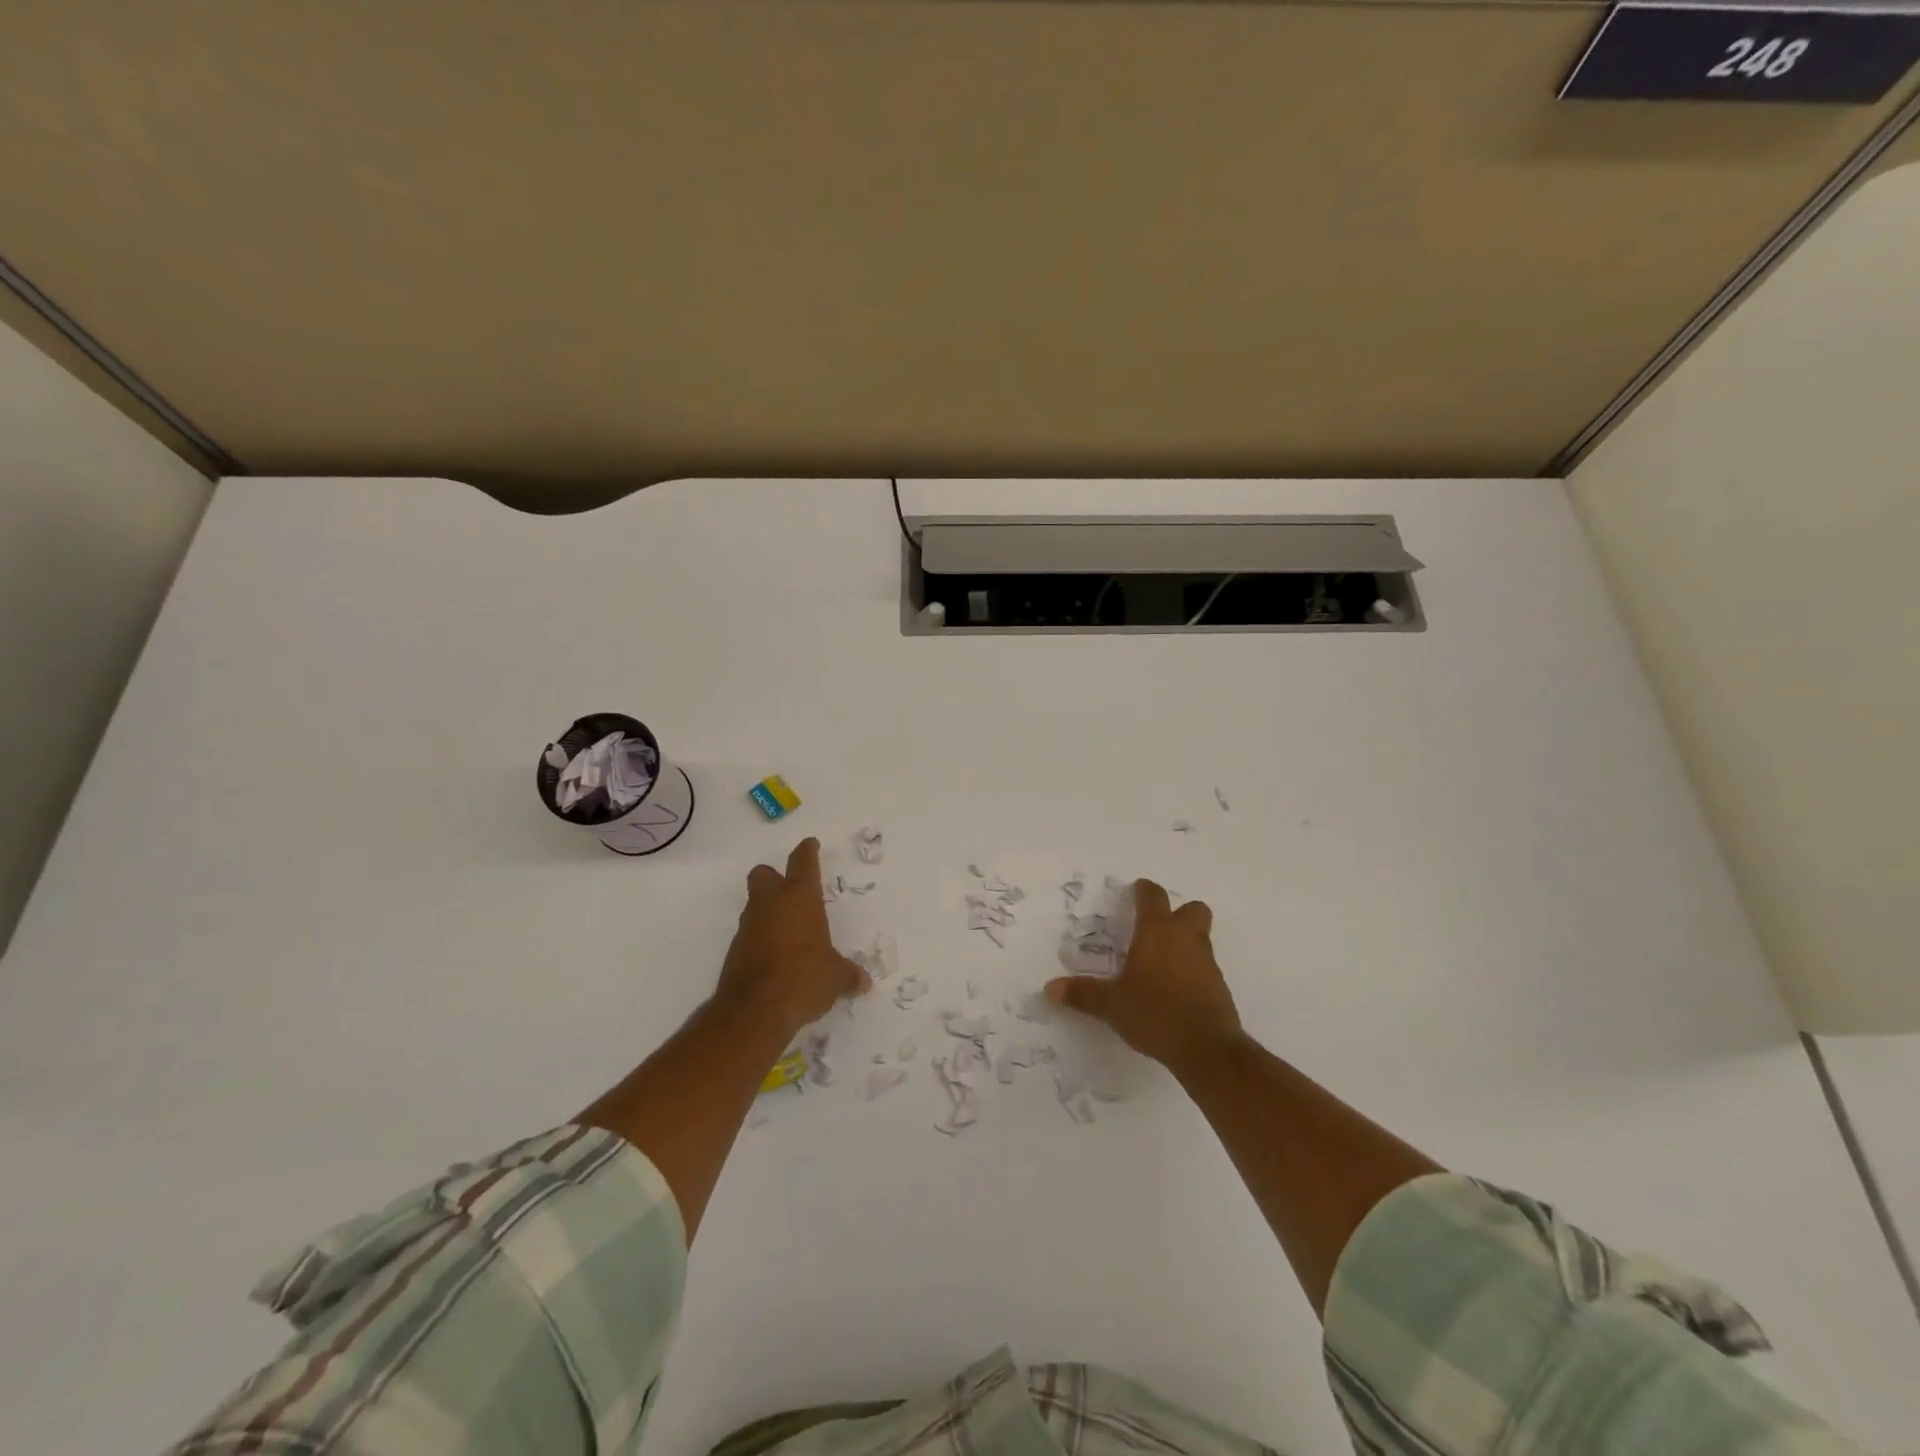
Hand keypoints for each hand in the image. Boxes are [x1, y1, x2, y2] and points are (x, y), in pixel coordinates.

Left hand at [716, 837, 868, 1036]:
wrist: (754, 1011)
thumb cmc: (804, 978)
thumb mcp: (835, 977)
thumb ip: (848, 974)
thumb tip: (864, 982)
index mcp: (800, 898)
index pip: (802, 861)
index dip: (808, 850)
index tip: (810, 844)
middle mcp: (771, 904)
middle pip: (764, 874)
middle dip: (774, 876)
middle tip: (792, 890)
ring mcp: (749, 926)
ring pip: (755, 904)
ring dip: (769, 910)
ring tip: (790, 931)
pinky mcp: (735, 950)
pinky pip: (750, 933)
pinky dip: (762, 938)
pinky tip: (777, 958)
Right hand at [1046, 879, 1241, 1070]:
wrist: (1207, 1048)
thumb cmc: (1154, 1013)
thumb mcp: (1111, 1005)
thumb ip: (1083, 993)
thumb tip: (1050, 988)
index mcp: (1157, 932)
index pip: (1153, 896)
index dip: (1144, 890)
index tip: (1136, 890)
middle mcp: (1185, 938)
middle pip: (1192, 909)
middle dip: (1178, 912)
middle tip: (1157, 927)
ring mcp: (1207, 961)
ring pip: (1200, 937)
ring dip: (1185, 941)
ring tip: (1161, 962)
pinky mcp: (1219, 986)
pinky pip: (1205, 966)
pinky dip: (1192, 969)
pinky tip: (1175, 989)